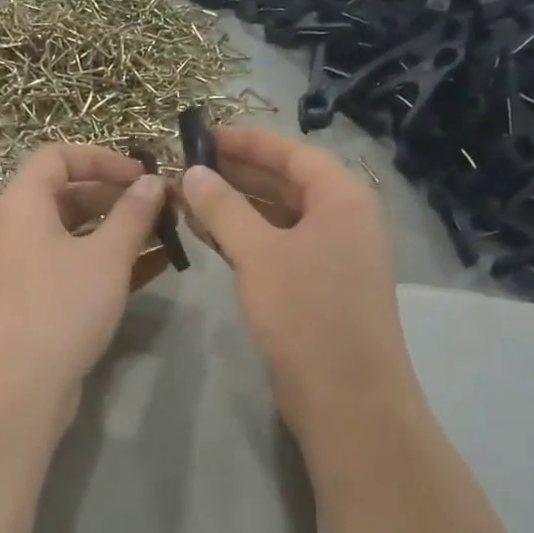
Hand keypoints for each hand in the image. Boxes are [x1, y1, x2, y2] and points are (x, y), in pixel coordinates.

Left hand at [0, 144, 169, 403]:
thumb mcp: (106, 255)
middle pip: (70, 193)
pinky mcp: (40, 296)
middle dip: (118, 195)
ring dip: (120, 228)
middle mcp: (20, 227)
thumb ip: (133, 213)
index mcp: (24, 202)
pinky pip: (77, 263)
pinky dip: (111, 259)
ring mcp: (28, 264)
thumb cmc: (62, 306)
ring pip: (78, 231)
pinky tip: (155, 265)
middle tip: (163, 206)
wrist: (21, 385)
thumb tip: (153, 182)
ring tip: (167, 233)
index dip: (103, 158)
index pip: (59, 156)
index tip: (143, 173)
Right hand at [180, 127, 415, 432]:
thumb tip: (193, 172)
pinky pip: (280, 246)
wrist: (347, 397)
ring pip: (280, 216)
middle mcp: (344, 219)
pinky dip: (247, 238)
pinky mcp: (319, 286)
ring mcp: (334, 255)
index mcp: (343, 198)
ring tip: (189, 197)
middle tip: (186, 166)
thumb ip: (224, 208)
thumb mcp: (259, 254)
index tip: (202, 135)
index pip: (292, 152)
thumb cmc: (307, 313)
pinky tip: (211, 236)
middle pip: (287, 182)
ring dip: (238, 206)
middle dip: (237, 173)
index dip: (247, 141)